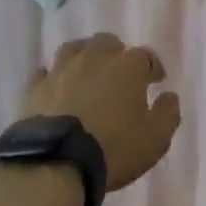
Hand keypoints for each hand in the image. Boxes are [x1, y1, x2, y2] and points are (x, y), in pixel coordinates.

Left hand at [23, 33, 180, 191]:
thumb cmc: (113, 148)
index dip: (153, 67)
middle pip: (108, 43)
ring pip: (75, 49)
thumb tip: (169, 96)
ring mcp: (62, 69)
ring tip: (86, 71)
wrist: (56, 162)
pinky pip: (45, 72)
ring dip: (84, 56)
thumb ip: (168, 113)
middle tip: (119, 73)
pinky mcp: (36, 87)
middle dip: (116, 54)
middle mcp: (95, 57)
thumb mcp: (155, 138)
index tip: (156, 81)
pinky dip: (53, 76)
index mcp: (128, 66)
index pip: (146, 56)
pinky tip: (55, 86)